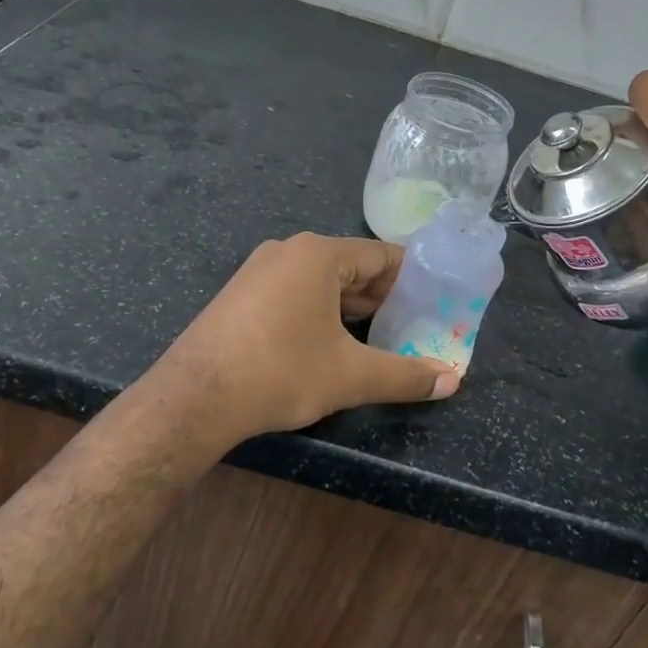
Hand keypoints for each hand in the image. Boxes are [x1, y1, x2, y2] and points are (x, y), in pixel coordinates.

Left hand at [155, 233, 461, 444]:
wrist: (194, 396)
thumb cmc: (281, 371)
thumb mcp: (350, 375)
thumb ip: (405, 375)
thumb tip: (452, 380)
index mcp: (318, 255)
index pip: (380, 255)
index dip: (412, 277)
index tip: (435, 299)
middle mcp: (288, 251)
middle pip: (351, 267)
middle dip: (383, 296)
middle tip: (414, 324)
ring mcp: (259, 271)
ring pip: (321, 282)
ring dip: (351, 307)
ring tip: (380, 337)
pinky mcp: (242, 294)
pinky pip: (294, 292)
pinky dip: (320, 311)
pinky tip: (330, 342)